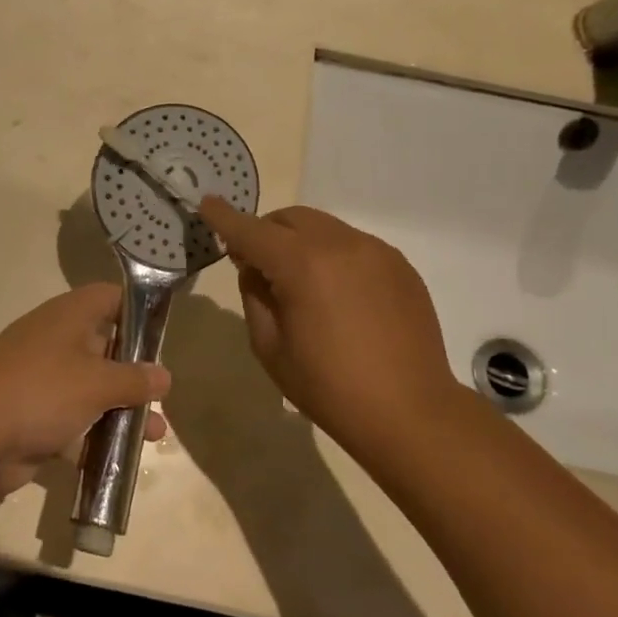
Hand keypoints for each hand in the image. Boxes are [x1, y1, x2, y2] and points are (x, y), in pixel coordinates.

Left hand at [0, 284, 169, 498]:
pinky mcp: (35, 417)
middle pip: (106, 347)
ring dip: (123, 410)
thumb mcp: (96, 382)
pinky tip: (124, 458)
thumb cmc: (40, 392)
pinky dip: (98, 436)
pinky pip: (75, 422)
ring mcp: (44, 380)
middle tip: (163, 395)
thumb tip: (163, 375)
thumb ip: (134, 379)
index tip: (165, 334)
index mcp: (69, 317)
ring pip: (93, 389)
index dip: (139, 310)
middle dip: (136, 372)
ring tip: (155, 435)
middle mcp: (57, 341)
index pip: (111, 297)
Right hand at [197, 198, 461, 446]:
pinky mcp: (400, 265)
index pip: (252, 230)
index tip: (207, 203)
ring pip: (323, 227)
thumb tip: (255, 268)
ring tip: (298, 282)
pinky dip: (331, 255)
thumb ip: (254, 296)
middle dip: (265, 232)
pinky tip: (336, 294)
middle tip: (254, 264)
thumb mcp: (270, 347)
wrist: (410, 413)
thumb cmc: (329, 387)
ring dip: (299, 242)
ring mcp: (376, 251)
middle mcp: (341, 244)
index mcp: (303, 265)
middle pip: (290, 218)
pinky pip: (353, 244)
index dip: (225, 217)